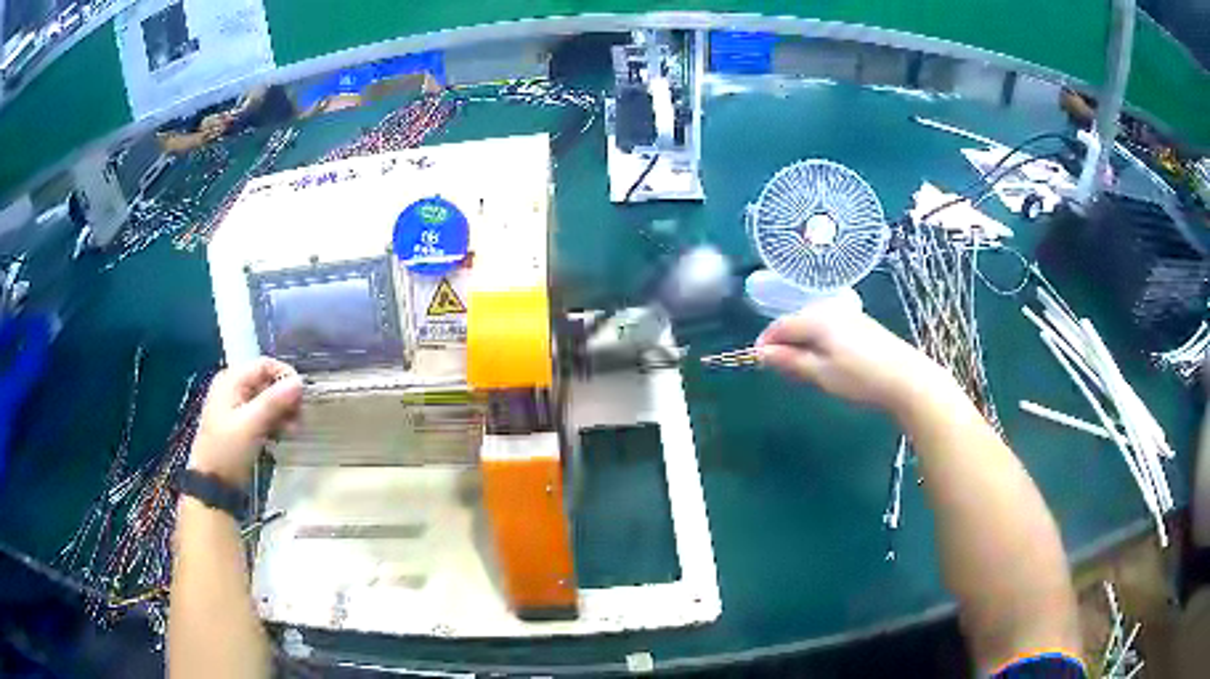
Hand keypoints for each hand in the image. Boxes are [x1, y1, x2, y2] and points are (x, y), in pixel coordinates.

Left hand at [189, 358, 302, 487]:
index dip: (285, 376)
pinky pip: (264, 415)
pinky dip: (275, 423)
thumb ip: (273, 401)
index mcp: (232, 380)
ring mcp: (238, 406)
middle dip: (286, 399)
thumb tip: (299, 382)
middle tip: (299, 420)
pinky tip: (282, 437)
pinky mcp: (243, 424)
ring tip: (292, 432)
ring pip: (269, 400)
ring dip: (283, 413)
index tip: (302, 397)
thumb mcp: (251, 425)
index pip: (265, 364)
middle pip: (268, 382)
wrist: (213, 484)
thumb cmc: (227, 450)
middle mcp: (235, 387)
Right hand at [755, 298, 948, 414]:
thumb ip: (790, 361)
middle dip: (784, 342)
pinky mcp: (861, 324)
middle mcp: (831, 309)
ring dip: (802, 342)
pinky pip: (829, 327)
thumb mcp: (821, 373)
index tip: (755, 360)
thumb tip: (760, 353)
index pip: (781, 325)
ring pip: (813, 324)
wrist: (905, 378)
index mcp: (817, 318)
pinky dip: (819, 341)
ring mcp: (848, 314)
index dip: (766, 341)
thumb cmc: (860, 377)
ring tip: (802, 367)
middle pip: (797, 321)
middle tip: (780, 368)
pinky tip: (826, 360)